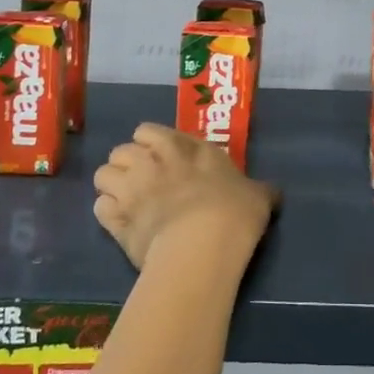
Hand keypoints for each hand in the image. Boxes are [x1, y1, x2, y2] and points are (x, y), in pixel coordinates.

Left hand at [93, 122, 277, 269]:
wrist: (203, 243)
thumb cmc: (234, 211)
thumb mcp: (257, 195)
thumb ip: (260, 190)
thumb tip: (274, 192)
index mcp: (185, 147)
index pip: (150, 131)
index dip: (152, 143)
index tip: (162, 158)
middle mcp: (153, 160)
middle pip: (122, 149)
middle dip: (128, 162)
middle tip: (143, 181)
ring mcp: (131, 188)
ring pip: (103, 174)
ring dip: (112, 185)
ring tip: (126, 200)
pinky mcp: (117, 220)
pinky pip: (99, 208)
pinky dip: (107, 214)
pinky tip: (120, 223)